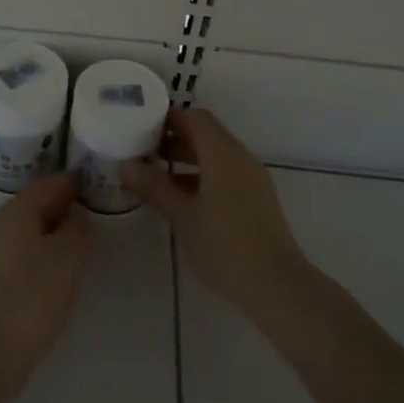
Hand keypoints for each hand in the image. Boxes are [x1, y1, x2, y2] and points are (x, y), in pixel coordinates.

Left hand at [0, 175, 90, 402]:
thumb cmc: (33, 295)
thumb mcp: (69, 256)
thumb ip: (78, 227)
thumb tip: (76, 214)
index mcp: (18, 209)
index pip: (49, 182)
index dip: (73, 182)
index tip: (97, 184)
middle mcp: (2, 223)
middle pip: (37, 203)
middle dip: (65, 205)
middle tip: (95, 214)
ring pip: (31, 229)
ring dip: (55, 231)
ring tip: (83, 244)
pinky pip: (25, 251)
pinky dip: (45, 251)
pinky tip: (61, 271)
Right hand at [123, 108, 309, 323]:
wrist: (277, 285)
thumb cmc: (224, 243)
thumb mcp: (181, 215)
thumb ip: (154, 186)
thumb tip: (126, 165)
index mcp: (222, 152)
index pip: (194, 117)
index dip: (168, 119)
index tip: (141, 128)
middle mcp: (240, 157)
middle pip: (205, 134)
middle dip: (174, 139)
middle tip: (143, 152)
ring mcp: (252, 178)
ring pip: (216, 156)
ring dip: (187, 160)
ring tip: (156, 178)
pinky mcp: (257, 199)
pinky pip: (226, 174)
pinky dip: (203, 176)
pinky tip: (183, 201)